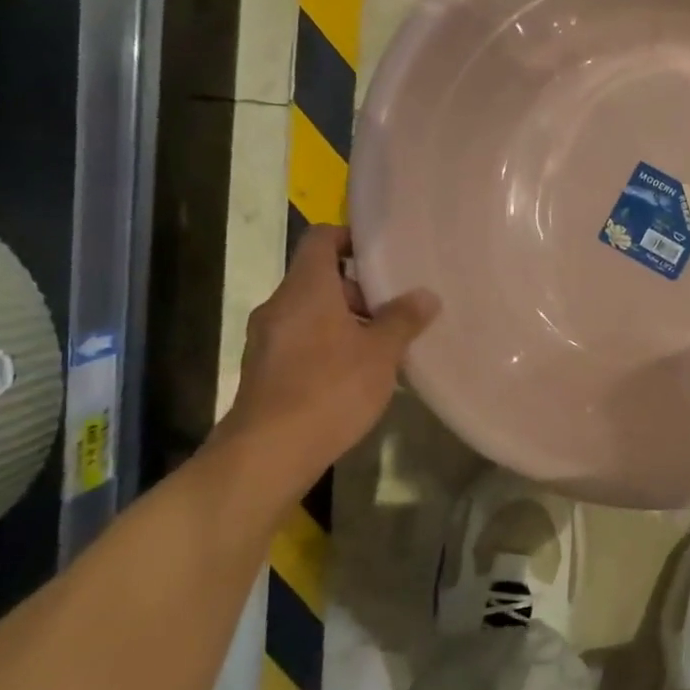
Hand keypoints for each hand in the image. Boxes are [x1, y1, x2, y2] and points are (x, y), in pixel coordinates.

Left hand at [210, 226, 438, 498]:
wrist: (269, 452)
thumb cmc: (330, 389)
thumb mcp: (380, 353)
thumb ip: (403, 320)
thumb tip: (425, 295)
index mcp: (306, 288)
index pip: (320, 238)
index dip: (349, 237)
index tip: (380, 253)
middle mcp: (279, 305)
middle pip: (318, 278)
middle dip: (356, 289)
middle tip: (393, 307)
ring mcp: (266, 339)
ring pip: (310, 313)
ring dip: (343, 320)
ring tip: (381, 345)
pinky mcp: (264, 370)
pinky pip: (300, 341)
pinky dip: (327, 345)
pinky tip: (354, 374)